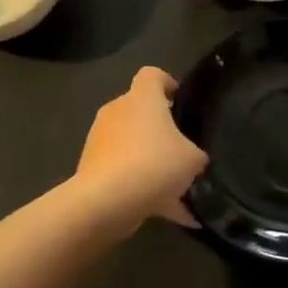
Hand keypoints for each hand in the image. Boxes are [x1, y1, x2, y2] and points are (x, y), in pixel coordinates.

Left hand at [74, 66, 208, 227]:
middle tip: (183, 151)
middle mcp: (118, 111)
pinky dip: (142, 189)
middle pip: (141, 112)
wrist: (106, 201)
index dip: (168, 84)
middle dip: (161, 130)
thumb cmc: (154, 164)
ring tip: (179, 191)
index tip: (182, 103)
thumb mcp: (193, 159)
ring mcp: (101, 139)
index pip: (152, 75)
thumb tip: (193, 158)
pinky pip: (124, 173)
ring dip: (152, 163)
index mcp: (142, 98)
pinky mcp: (91, 167)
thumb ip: (195, 153)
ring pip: (132, 145)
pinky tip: (168, 212)